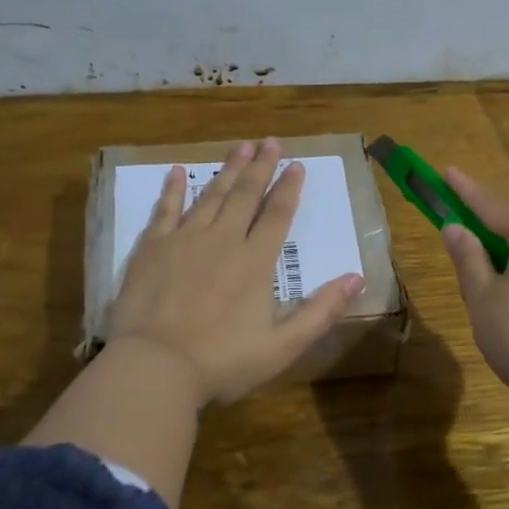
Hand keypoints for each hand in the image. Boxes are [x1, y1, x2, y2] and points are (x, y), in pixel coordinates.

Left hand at [107, 138, 364, 404]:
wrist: (155, 367)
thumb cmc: (222, 362)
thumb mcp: (283, 346)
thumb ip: (321, 312)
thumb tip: (357, 278)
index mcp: (255, 262)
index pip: (278, 215)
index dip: (289, 188)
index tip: (297, 164)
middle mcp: (223, 240)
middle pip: (246, 195)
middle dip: (261, 167)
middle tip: (270, 141)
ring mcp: (184, 240)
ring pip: (211, 196)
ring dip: (227, 170)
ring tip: (240, 147)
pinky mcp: (152, 248)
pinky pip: (165, 210)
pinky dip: (173, 189)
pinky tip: (177, 170)